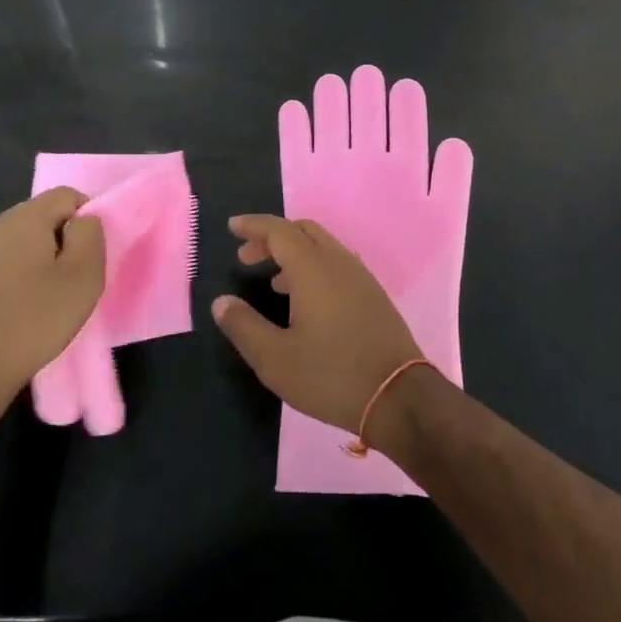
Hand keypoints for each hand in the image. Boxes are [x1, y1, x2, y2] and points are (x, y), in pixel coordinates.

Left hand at [0, 188, 105, 409]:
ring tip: (45, 300)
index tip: (90, 257)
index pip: (67, 195)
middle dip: (61, 242)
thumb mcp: (82, 277)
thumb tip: (83, 220)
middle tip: (72, 281)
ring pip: (17, 243)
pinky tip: (15, 312)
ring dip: (36, 262)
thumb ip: (90, 235)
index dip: (87, 220)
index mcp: (23, 217)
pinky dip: (12, 280)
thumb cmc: (32, 321)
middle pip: (40, 218)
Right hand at [212, 215, 424, 432]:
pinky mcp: (374, 295)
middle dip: (272, 237)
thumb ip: (244, 326)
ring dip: (294, 253)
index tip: (233, 227)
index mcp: (313, 269)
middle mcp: (338, 263)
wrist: (399, 396)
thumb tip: (221, 302)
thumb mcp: (275, 359)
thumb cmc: (331, 375)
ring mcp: (361, 277)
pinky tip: (306, 301)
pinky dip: (314, 267)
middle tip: (247, 257)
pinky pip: (337, 264)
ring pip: (323, 247)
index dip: (254, 225)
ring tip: (273, 282)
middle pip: (303, 231)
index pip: (279, 231)